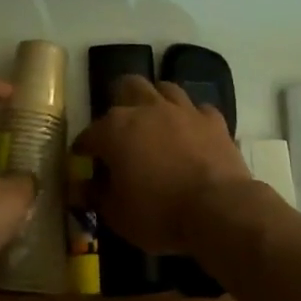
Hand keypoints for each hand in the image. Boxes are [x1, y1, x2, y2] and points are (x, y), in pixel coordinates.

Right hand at [72, 76, 256, 255]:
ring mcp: (183, 110)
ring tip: (155, 121)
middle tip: (120, 127)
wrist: (219, 210)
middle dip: (120, 101)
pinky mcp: (214, 121)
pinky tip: (191, 133)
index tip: (82, 161)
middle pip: (128, 86)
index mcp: (116, 129)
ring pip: (165, 88)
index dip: (83, 148)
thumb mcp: (117, 214)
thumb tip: (82, 187)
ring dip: (156, 101)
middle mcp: (147, 109)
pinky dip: (192, 119)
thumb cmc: (159, 213)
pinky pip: (199, 110)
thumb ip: (96, 195)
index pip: (89, 134)